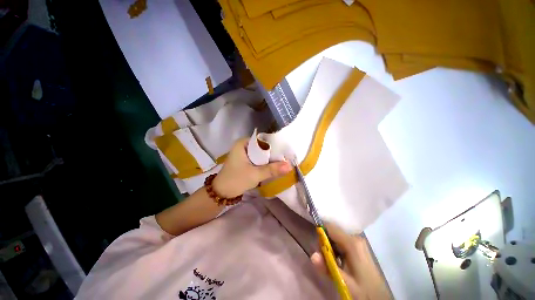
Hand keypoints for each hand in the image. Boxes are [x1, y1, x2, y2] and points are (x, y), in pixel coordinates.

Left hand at [213, 138, 291, 197]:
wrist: (222, 192)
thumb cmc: (236, 180)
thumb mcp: (255, 174)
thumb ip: (272, 170)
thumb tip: (290, 166)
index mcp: (243, 143)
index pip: (263, 140)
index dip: (275, 146)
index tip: (286, 152)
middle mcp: (244, 145)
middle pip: (263, 147)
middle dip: (273, 153)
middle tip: (286, 158)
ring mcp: (244, 153)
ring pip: (261, 154)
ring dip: (270, 159)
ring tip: (283, 162)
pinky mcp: (245, 161)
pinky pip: (258, 159)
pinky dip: (265, 163)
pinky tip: (273, 166)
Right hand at [311, 223, 391, 299]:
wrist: (379, 299)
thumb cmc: (363, 291)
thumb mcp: (343, 282)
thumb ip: (327, 267)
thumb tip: (312, 255)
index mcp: (352, 243)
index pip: (330, 227)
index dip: (320, 233)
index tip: (316, 246)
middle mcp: (356, 238)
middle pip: (333, 232)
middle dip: (325, 243)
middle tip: (323, 259)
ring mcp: (359, 243)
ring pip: (337, 238)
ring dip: (330, 248)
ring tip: (331, 263)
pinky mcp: (359, 249)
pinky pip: (342, 243)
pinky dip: (336, 251)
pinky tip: (339, 263)